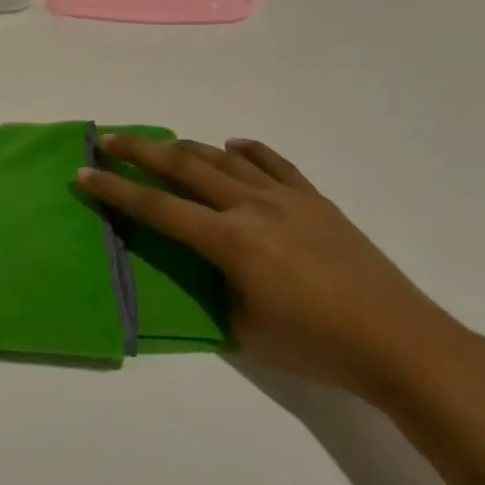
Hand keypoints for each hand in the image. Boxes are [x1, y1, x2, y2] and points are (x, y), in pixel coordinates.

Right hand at [78, 135, 484, 405]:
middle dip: (141, 151)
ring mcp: (287, 198)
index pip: (158, 209)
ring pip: (225, 159)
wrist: (399, 341)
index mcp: (230, 241)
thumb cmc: (316, 346)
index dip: (116, 191)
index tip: (85, 173)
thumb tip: (205, 266)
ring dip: (187, 146)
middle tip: (109, 139)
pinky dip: (247, 150)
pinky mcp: (315, 200)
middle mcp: (252, 208)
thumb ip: (214, 288)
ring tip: (162, 143)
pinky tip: (232, 146)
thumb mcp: (244, 328)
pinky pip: (274, 163)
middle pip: (185, 167)